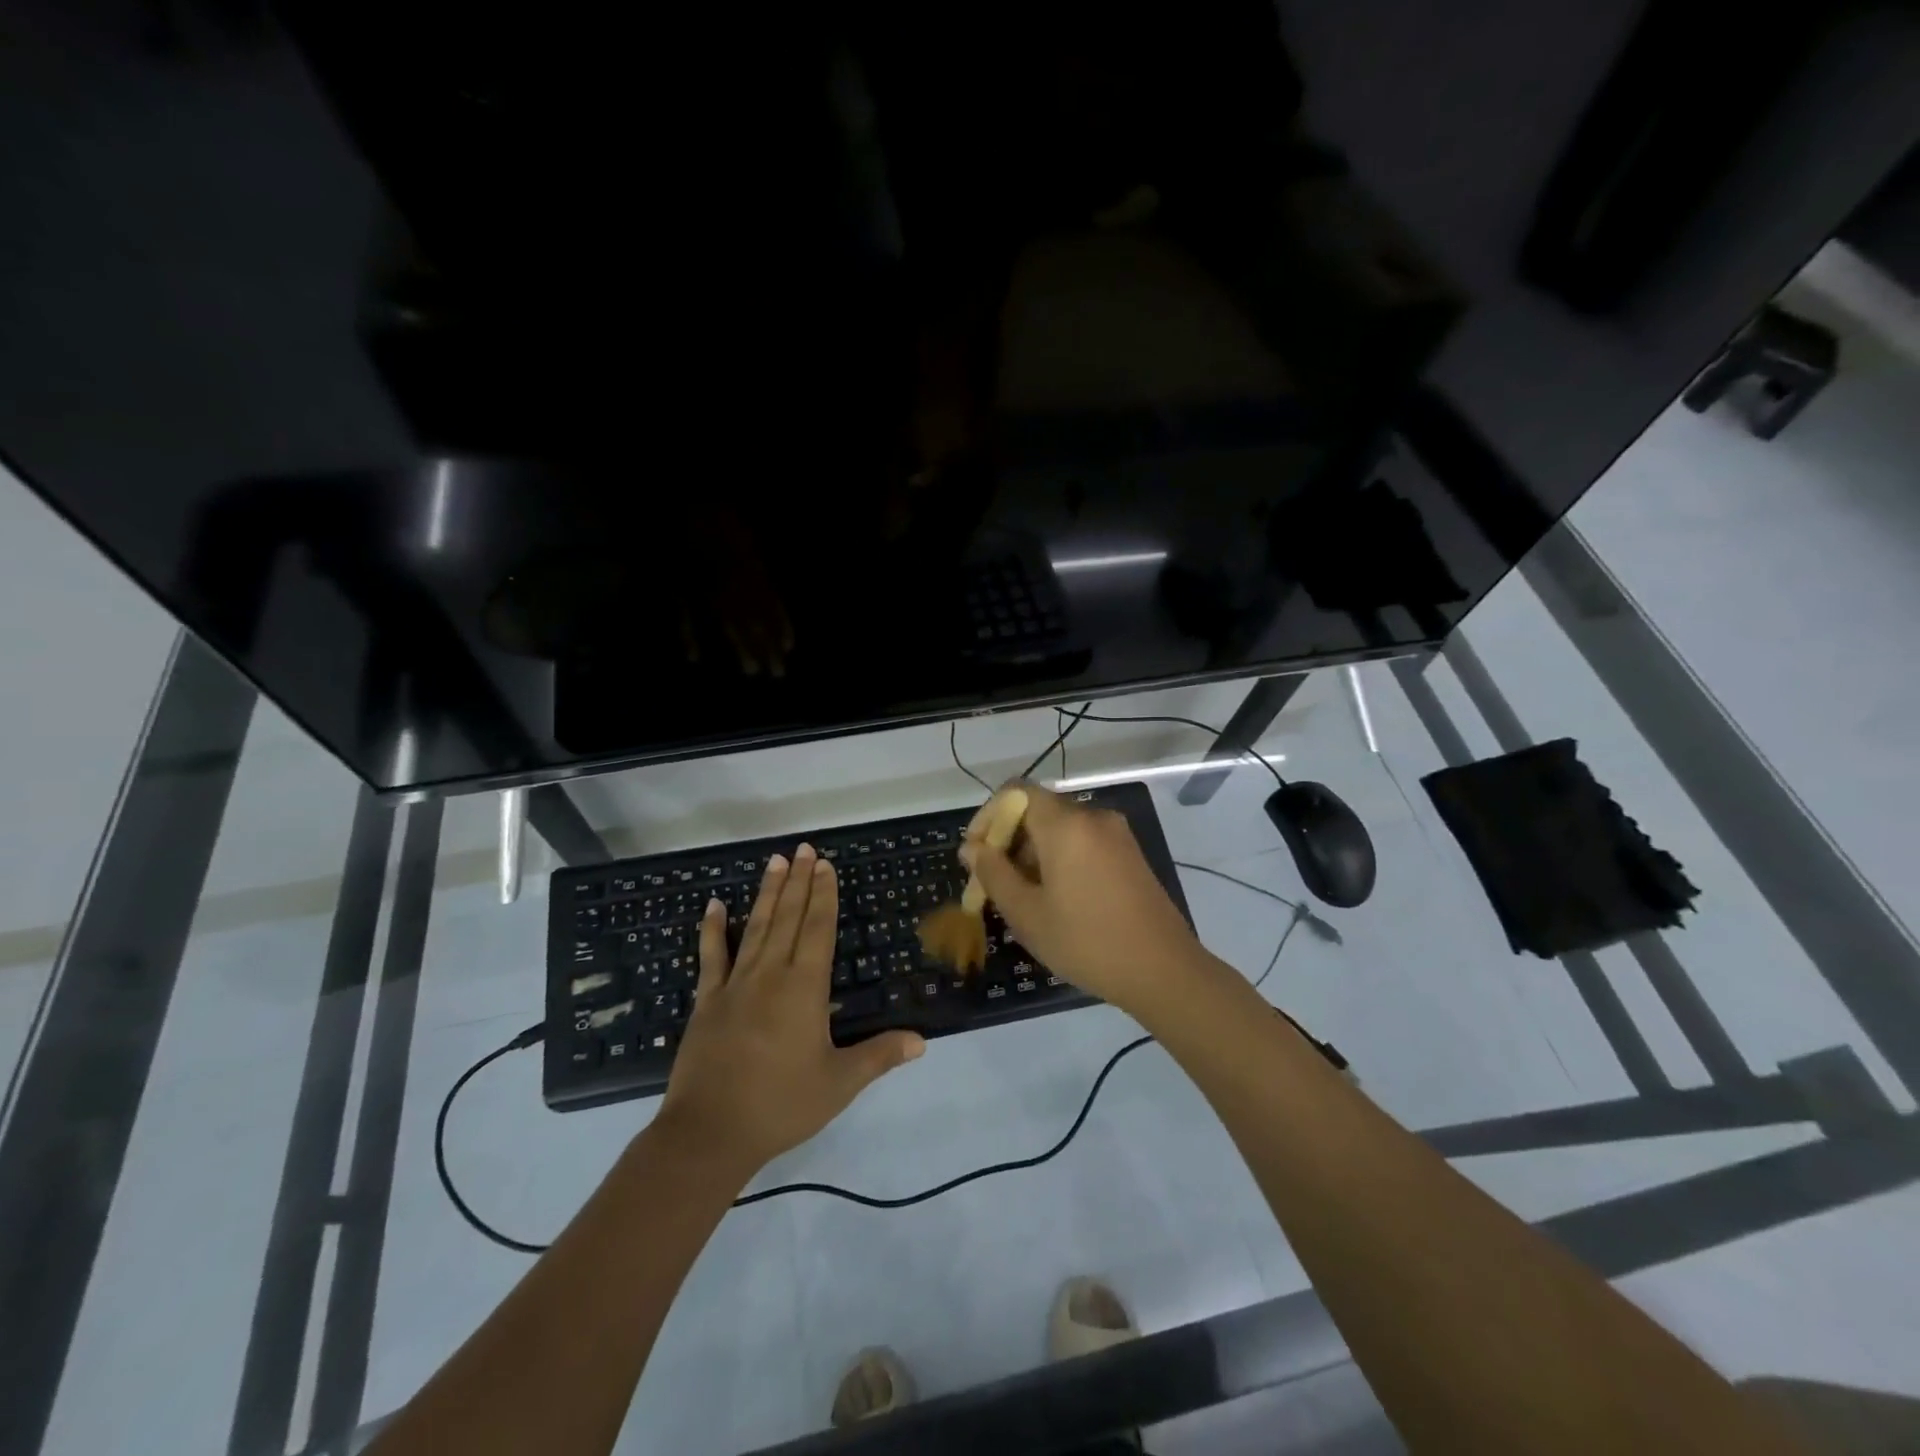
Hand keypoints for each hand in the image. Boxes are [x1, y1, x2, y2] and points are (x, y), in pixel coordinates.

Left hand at [658, 845, 924, 1174]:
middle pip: (789, 917)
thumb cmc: (781, 1105)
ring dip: (768, 893)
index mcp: (805, 988)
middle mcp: (771, 974)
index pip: (818, 929)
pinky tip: (714, 905)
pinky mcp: (707, 1001)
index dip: (824, 894)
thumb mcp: (839, 1083)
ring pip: (756, 927)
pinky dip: (713, 929)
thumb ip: (880, 1056)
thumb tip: (922, 1041)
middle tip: (804, 849)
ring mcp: (735, 984)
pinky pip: (711, 956)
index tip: (825, 865)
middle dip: (799, 881)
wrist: (709, 1133)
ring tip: (775, 862)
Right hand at [961, 785, 1209, 1019]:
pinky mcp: (1129, 854)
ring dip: (1033, 852)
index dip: (988, 816)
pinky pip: (1083, 842)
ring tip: (1021, 896)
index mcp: (1066, 824)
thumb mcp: (1027, 913)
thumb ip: (993, 873)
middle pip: (1038, 810)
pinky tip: (1055, 898)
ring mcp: (1116, 834)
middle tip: (993, 882)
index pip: (1015, 792)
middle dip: (1009, 839)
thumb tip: (971, 848)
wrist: (1163, 970)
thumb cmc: (1086, 941)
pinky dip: (1060, 858)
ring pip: (1061, 828)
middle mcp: (1093, 817)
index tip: (976, 853)